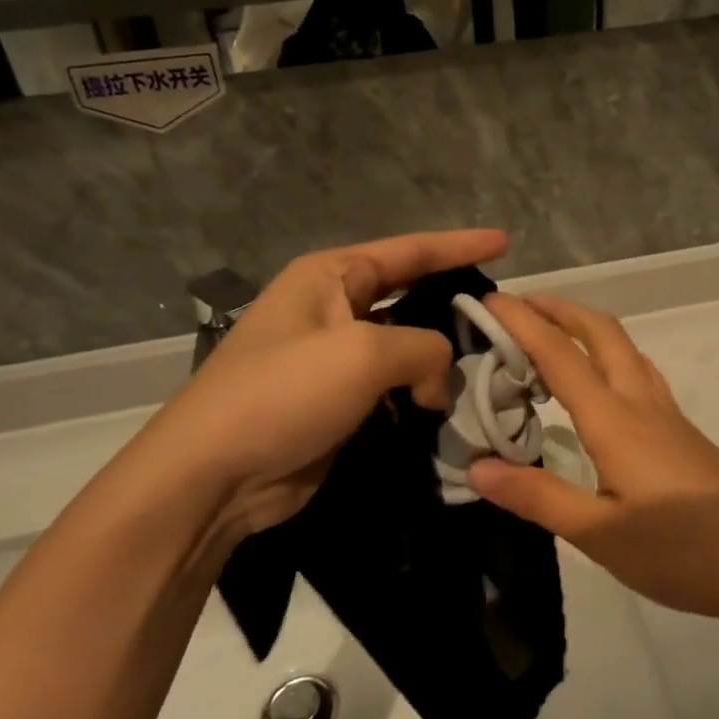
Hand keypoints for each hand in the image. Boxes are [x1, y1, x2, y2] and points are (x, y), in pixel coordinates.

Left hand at [118, 230, 509, 555]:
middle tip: (505, 317)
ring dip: (438, 359)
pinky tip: (448, 407)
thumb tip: (437, 379)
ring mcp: (331, 358)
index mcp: (331, 277)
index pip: (410, 250)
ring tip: (488, 368)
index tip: (506, 242)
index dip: (460, 245)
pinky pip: (391, 386)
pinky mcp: (335, 402)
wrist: (212, 476)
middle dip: (453, 305)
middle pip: (409, 295)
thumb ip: (422, 349)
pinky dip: (419, 394)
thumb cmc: (285, 393)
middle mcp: (331, 308)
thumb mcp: (363, 354)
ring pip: (404, 346)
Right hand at [469, 294, 718, 621]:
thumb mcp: (600, 534)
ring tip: (553, 337)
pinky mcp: (681, 431)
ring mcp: (667, 413)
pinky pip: (638, 371)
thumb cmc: (682, 549)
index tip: (489, 300)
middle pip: (600, 331)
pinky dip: (609, 356)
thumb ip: (537, 497)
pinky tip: (604, 386)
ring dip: (586, 328)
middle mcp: (640, 402)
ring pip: (624, 347)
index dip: (522, 322)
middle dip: (559, 308)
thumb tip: (476, 467)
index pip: (559, 354)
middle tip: (519, 306)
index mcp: (614, 419)